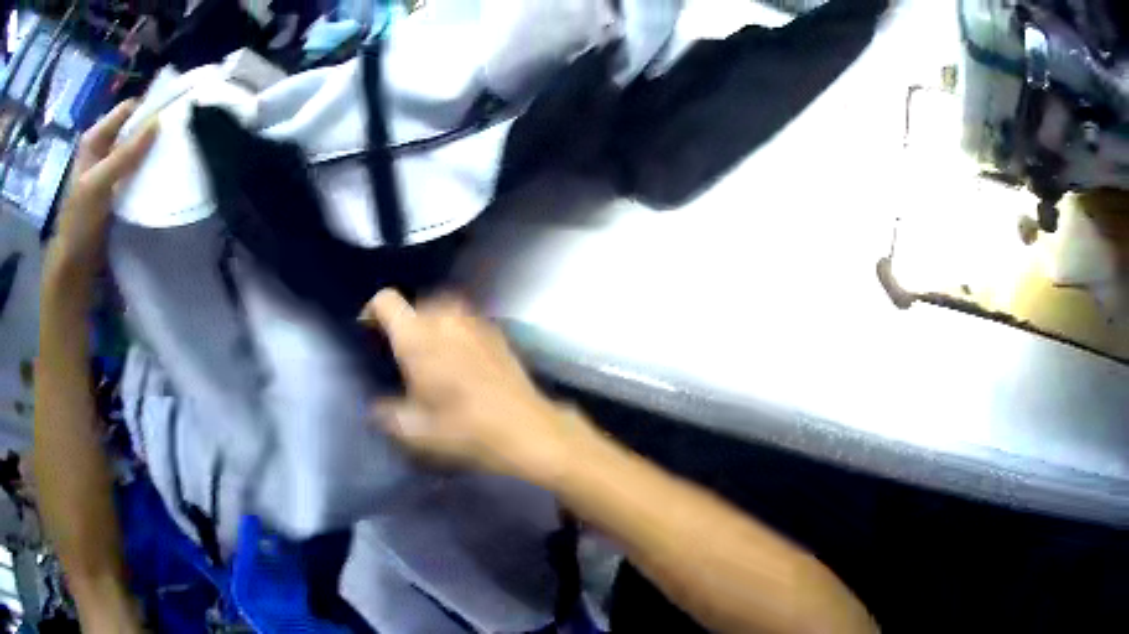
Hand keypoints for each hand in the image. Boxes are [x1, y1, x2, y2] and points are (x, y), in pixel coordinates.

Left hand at [48, 99, 156, 276]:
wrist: (72, 269)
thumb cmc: (79, 223)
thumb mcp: (98, 184)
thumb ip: (126, 153)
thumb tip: (159, 121)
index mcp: (94, 138)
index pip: (128, 110)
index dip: (147, 109)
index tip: (171, 116)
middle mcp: (101, 148)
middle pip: (132, 129)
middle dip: (151, 132)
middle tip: (174, 138)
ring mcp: (108, 170)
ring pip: (135, 150)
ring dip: (149, 153)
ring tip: (169, 156)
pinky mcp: (114, 190)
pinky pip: (134, 172)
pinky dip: (145, 172)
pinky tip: (156, 177)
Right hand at [362, 289, 592, 483]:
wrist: (525, 428)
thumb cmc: (464, 429)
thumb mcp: (414, 431)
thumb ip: (387, 414)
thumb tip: (378, 407)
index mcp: (417, 336)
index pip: (385, 301)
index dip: (372, 312)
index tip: (370, 334)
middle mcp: (444, 318)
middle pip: (414, 303)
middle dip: (404, 323)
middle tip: (402, 353)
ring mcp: (474, 321)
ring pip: (442, 308)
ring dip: (431, 325)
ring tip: (431, 354)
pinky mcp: (496, 331)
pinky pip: (465, 320)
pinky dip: (455, 331)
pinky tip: (460, 359)